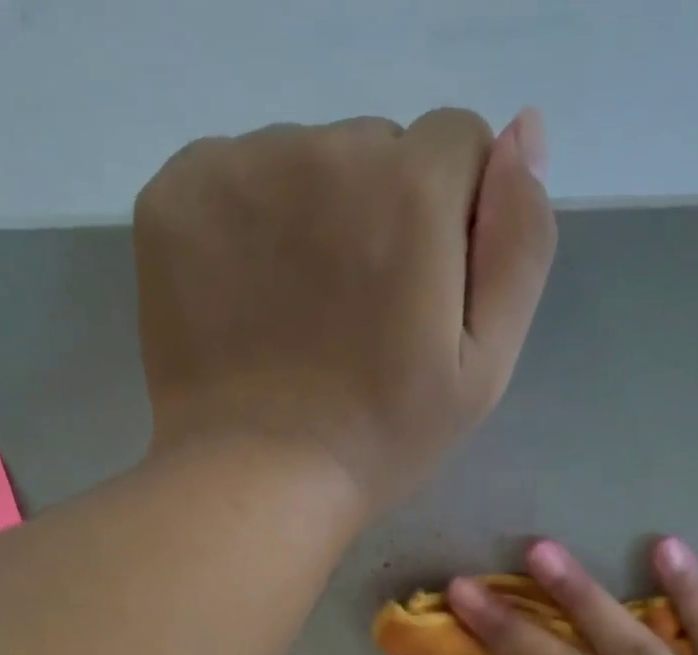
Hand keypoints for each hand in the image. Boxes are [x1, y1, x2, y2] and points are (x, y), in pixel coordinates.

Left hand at [132, 108, 555, 512]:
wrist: (257, 481)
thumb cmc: (381, 438)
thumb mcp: (484, 366)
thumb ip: (519, 245)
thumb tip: (523, 130)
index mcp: (412, 189)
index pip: (456, 146)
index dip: (450, 221)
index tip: (420, 296)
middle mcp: (325, 150)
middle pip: (375, 149)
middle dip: (380, 215)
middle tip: (355, 320)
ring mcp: (239, 167)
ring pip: (301, 162)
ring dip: (311, 219)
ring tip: (298, 319)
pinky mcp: (174, 198)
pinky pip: (231, 178)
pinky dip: (244, 225)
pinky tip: (246, 300)